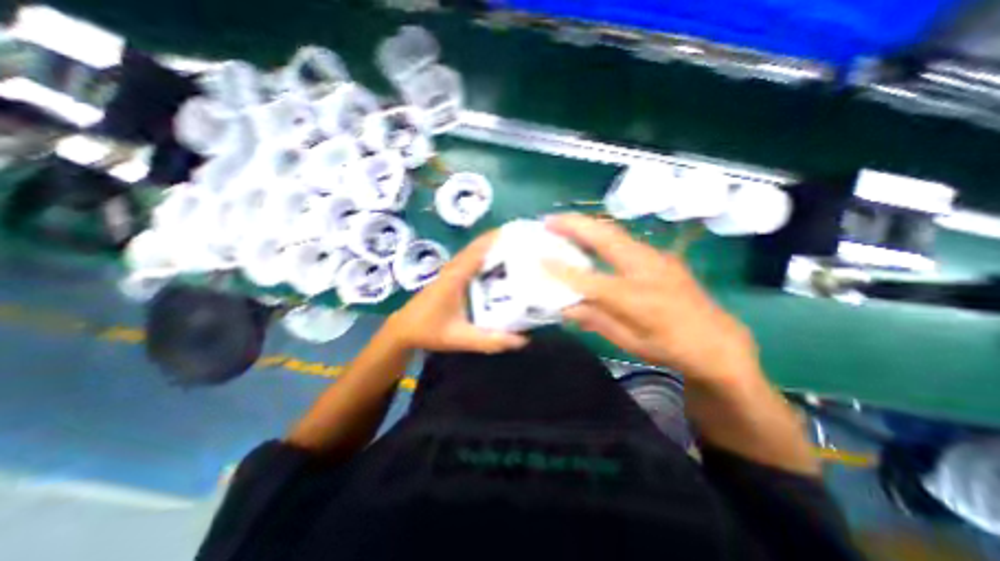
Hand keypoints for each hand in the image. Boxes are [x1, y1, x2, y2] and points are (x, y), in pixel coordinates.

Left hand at [383, 232, 525, 353]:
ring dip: (493, 246)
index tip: (519, 233)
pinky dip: (485, 255)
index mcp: (456, 277)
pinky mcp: (451, 275)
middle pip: (479, 246)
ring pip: (475, 251)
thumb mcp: (461, 338)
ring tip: (517, 248)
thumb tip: (522, 340)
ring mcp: (451, 270)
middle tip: (525, 241)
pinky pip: (471, 259)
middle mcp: (454, 268)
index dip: (497, 239)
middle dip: (500, 240)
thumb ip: (490, 340)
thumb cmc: (429, 330)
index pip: (479, 250)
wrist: (404, 329)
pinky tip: (498, 264)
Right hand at [547, 210, 757, 385]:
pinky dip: (601, 235)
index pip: (589, 280)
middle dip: (573, 225)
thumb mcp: (627, 341)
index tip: (539, 260)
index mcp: (636, 298)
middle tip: (548, 220)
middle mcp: (646, 269)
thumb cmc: (669, 347)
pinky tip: (589, 239)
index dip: (562, 270)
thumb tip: (564, 306)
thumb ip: (594, 319)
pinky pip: (623, 240)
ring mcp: (656, 257)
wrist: (717, 341)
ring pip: (615, 232)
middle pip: (604, 238)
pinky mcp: (660, 256)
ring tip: (563, 224)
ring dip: (587, 225)